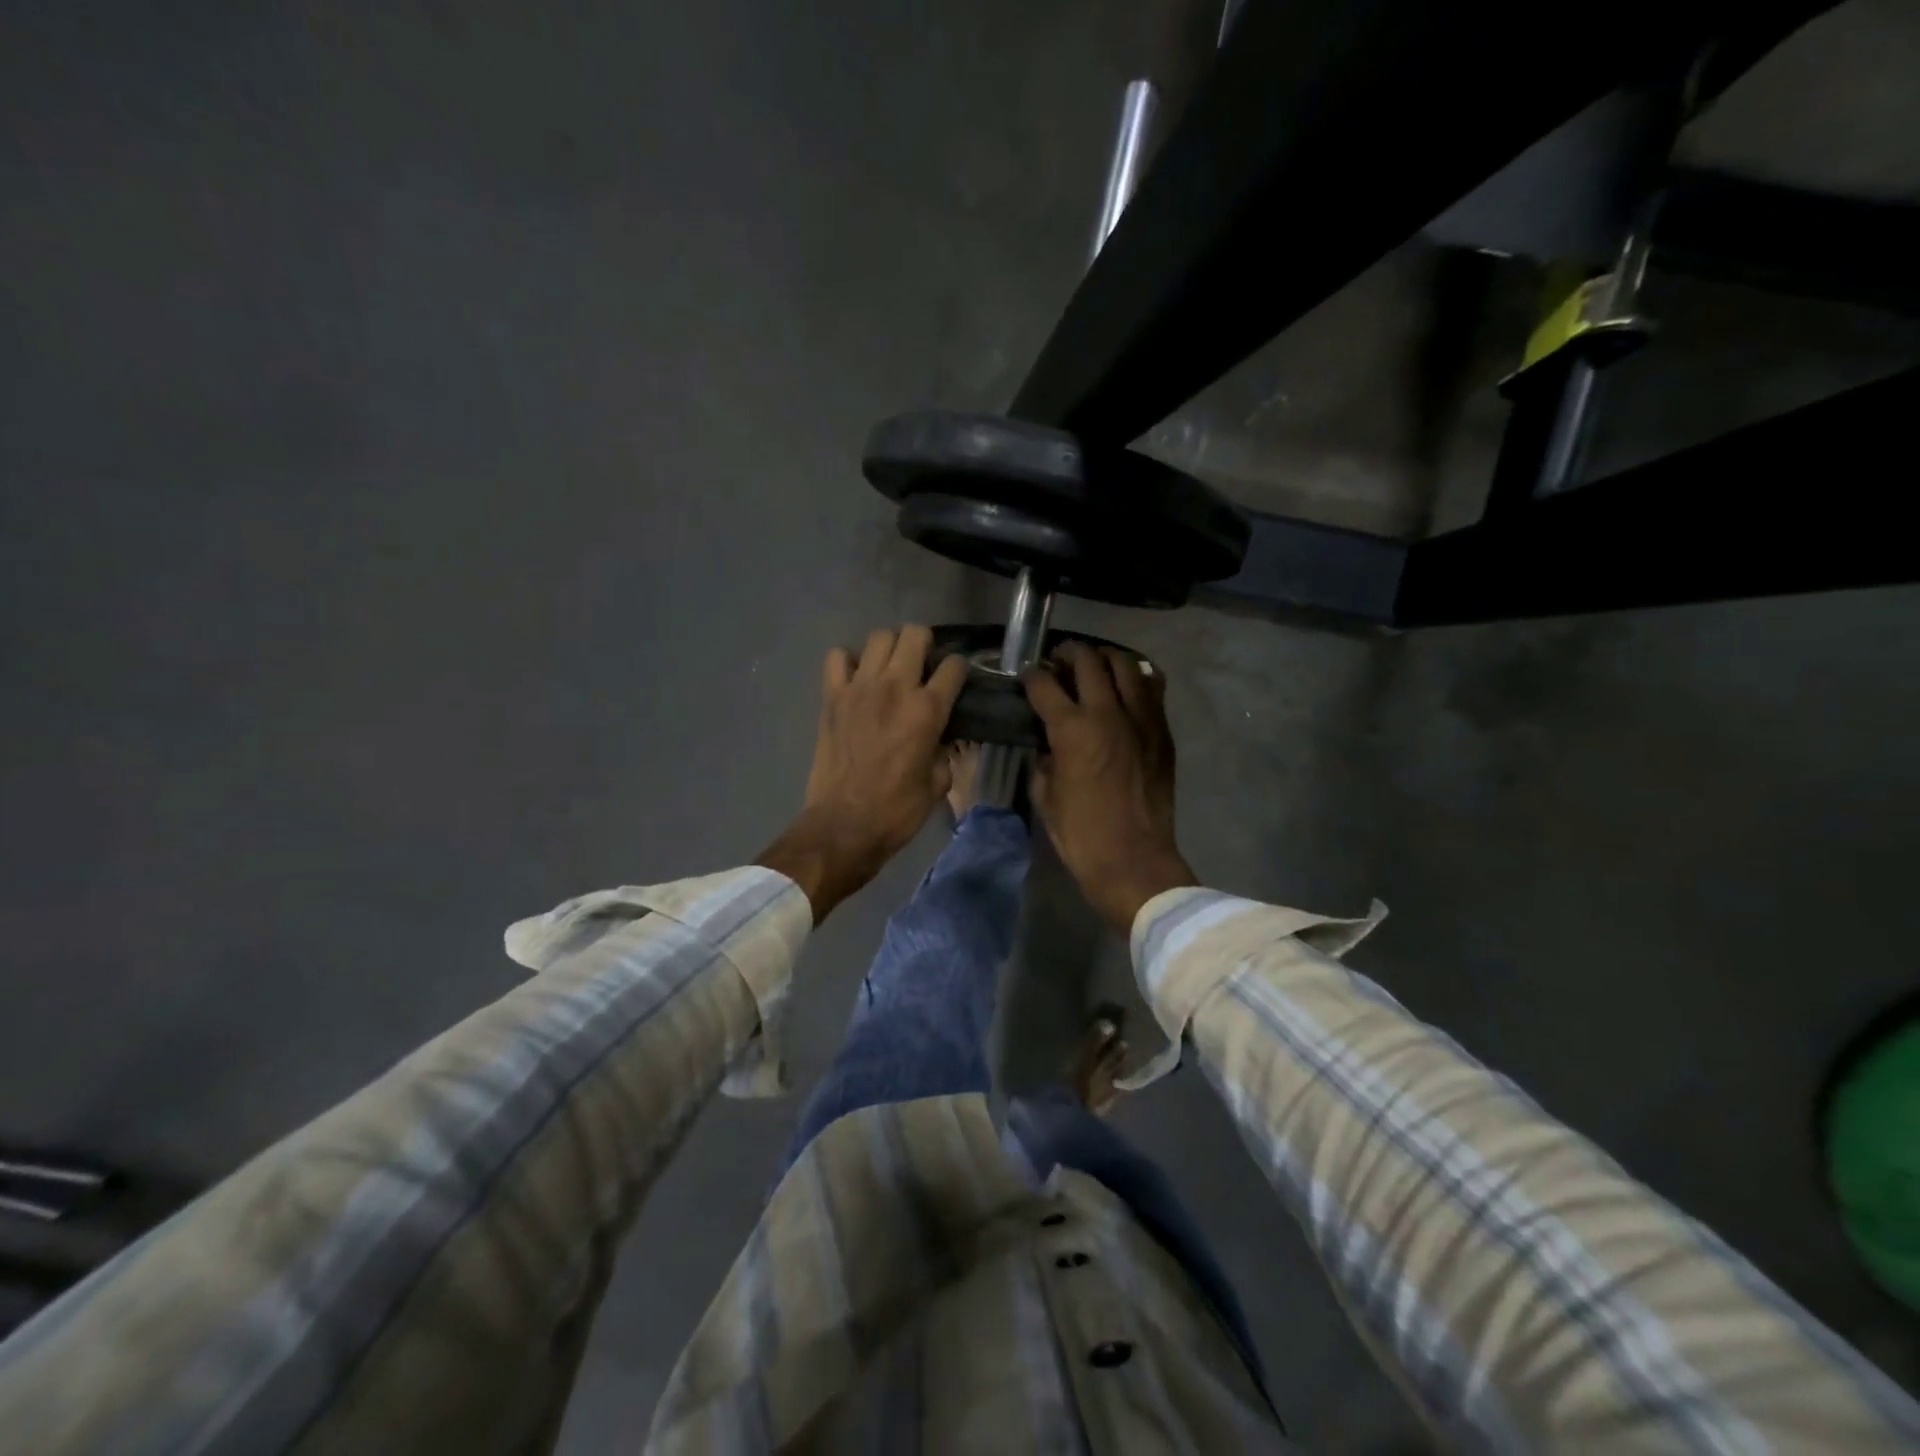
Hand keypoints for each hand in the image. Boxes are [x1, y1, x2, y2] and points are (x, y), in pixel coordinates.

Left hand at [757, 626, 967, 921]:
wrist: (844, 825)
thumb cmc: (897, 810)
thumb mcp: (938, 782)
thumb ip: (943, 750)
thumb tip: (940, 736)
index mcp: (927, 710)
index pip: (954, 666)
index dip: (959, 670)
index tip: (956, 681)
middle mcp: (895, 687)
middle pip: (915, 634)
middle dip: (925, 644)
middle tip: (923, 666)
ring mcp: (859, 687)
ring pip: (879, 637)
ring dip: (890, 648)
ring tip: (890, 669)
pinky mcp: (831, 696)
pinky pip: (837, 657)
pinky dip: (848, 661)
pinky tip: (856, 679)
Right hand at [1026, 643, 1196, 933]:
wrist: (1134, 860)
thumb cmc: (1081, 835)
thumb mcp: (1045, 796)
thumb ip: (1043, 759)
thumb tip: (1048, 742)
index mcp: (1071, 730)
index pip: (1044, 683)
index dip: (1031, 676)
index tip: (1027, 677)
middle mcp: (1107, 713)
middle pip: (1087, 661)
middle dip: (1068, 654)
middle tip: (1059, 661)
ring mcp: (1141, 718)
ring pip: (1125, 664)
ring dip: (1104, 659)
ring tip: (1095, 666)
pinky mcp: (1162, 731)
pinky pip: (1152, 687)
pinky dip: (1136, 677)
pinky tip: (1126, 685)